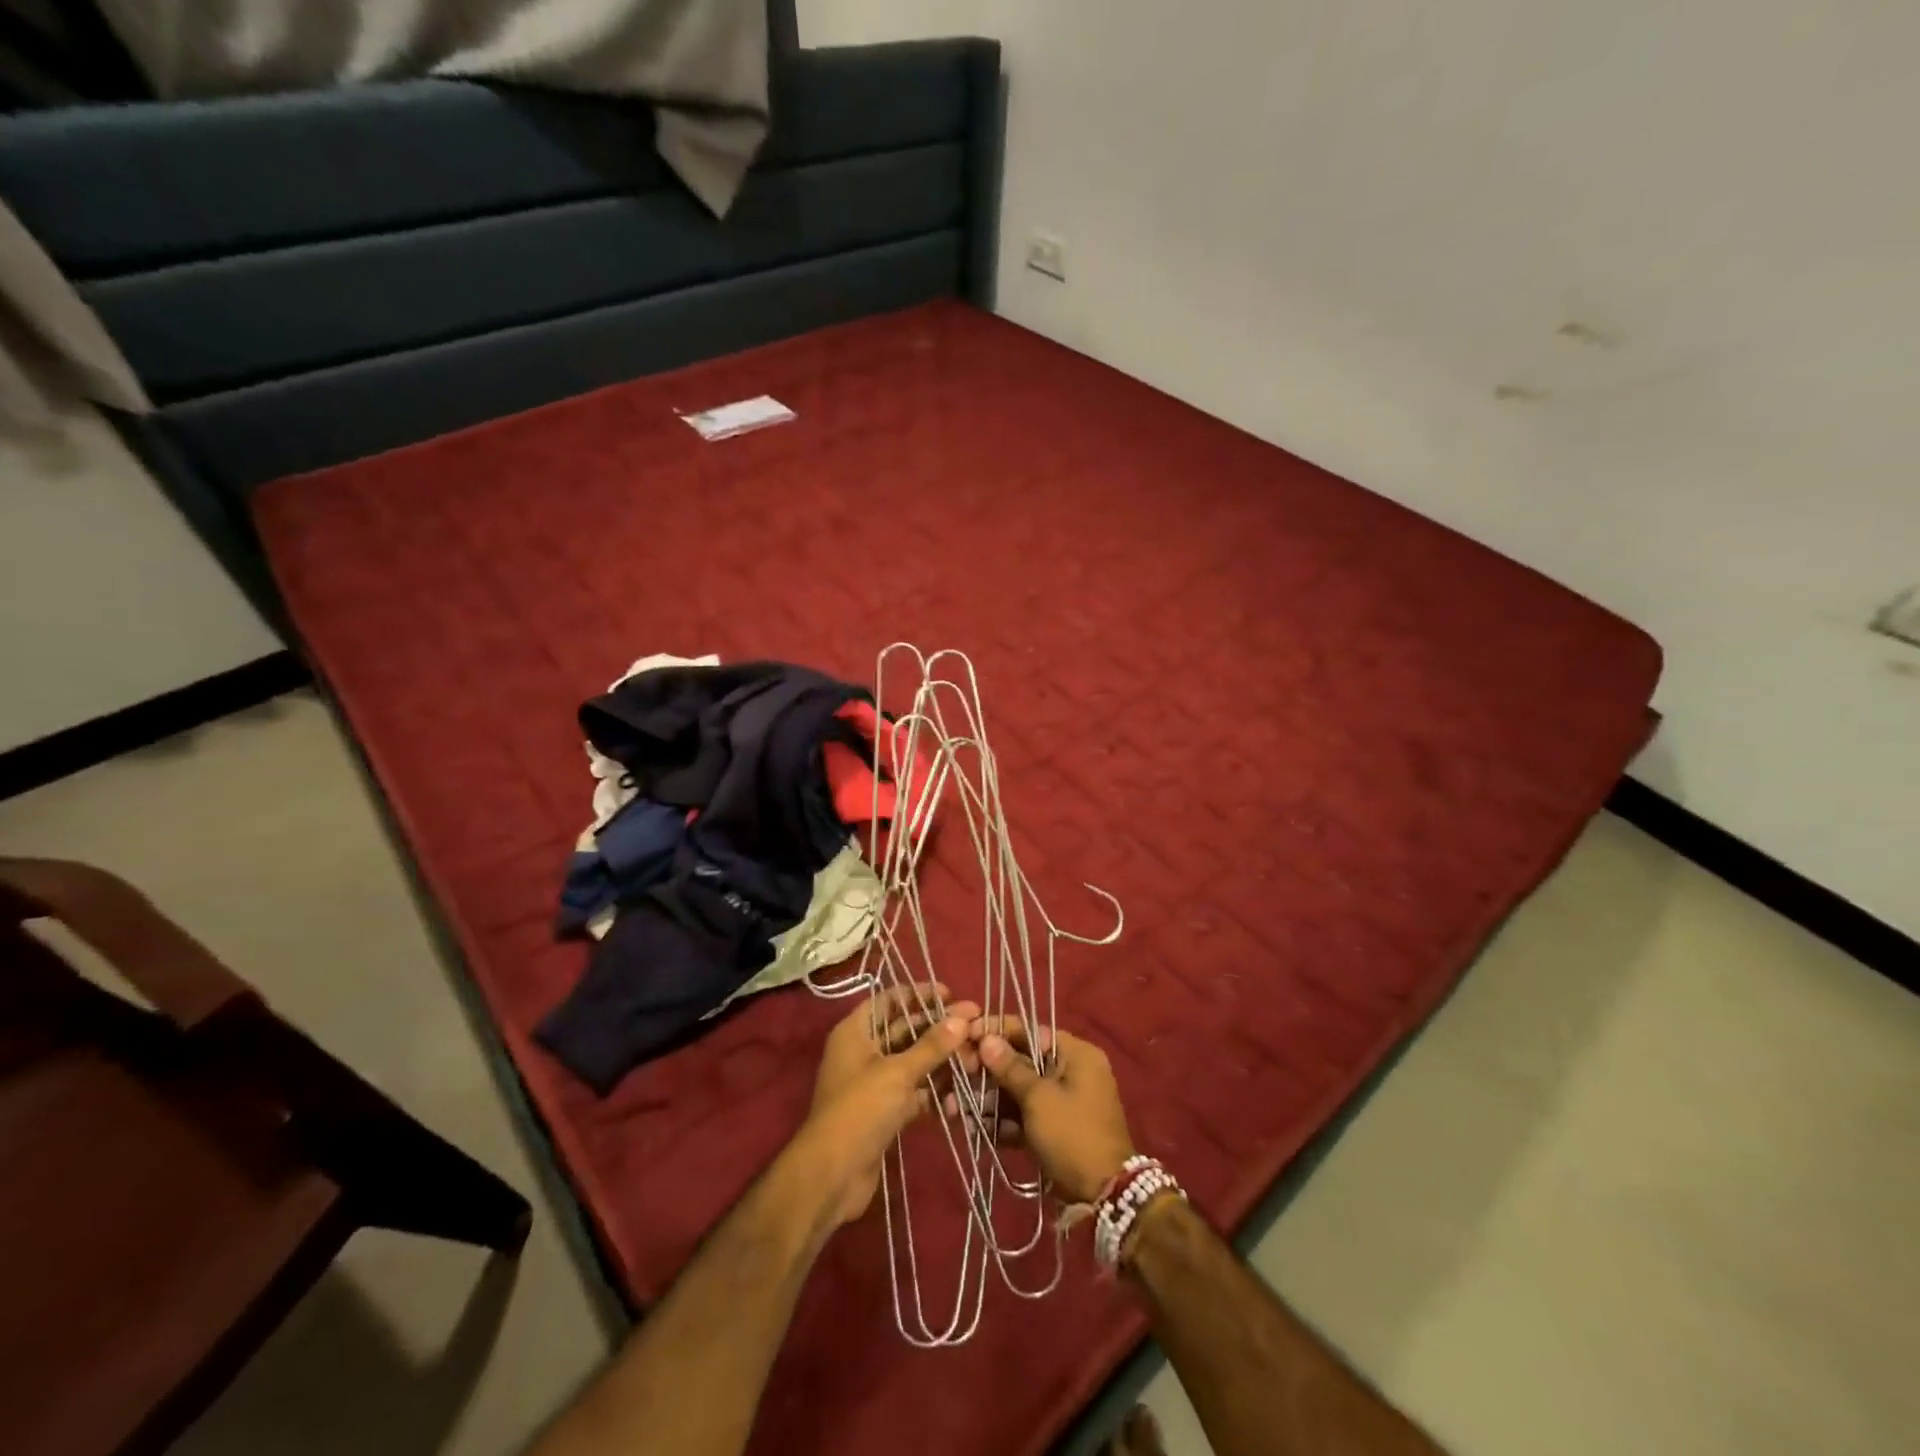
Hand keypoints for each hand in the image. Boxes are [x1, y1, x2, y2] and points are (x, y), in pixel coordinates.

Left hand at [791, 983, 979, 1227]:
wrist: (832, 1176)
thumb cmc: (860, 1109)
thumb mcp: (898, 1072)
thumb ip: (932, 1045)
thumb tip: (962, 1017)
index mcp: (856, 1031)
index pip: (889, 999)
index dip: (919, 994)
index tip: (952, 995)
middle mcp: (863, 1051)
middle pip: (904, 1030)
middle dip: (938, 1028)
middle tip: (975, 1025)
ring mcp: (874, 1083)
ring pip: (912, 1062)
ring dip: (941, 1060)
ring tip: (976, 1057)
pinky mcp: (885, 1111)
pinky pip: (914, 1091)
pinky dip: (934, 1090)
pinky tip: (962, 1091)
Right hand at [971, 1018, 1135, 1203]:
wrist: (1105, 1196)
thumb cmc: (1073, 1135)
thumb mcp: (1039, 1098)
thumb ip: (1011, 1067)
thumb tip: (986, 1038)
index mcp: (1075, 1054)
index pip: (1030, 1030)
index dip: (997, 1031)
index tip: (967, 1033)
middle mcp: (1070, 1071)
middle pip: (1021, 1061)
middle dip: (988, 1070)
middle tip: (957, 1074)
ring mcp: (1063, 1101)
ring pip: (1019, 1090)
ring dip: (989, 1099)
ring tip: (955, 1107)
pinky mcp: (1054, 1128)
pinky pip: (1025, 1115)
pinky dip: (1003, 1121)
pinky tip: (974, 1127)